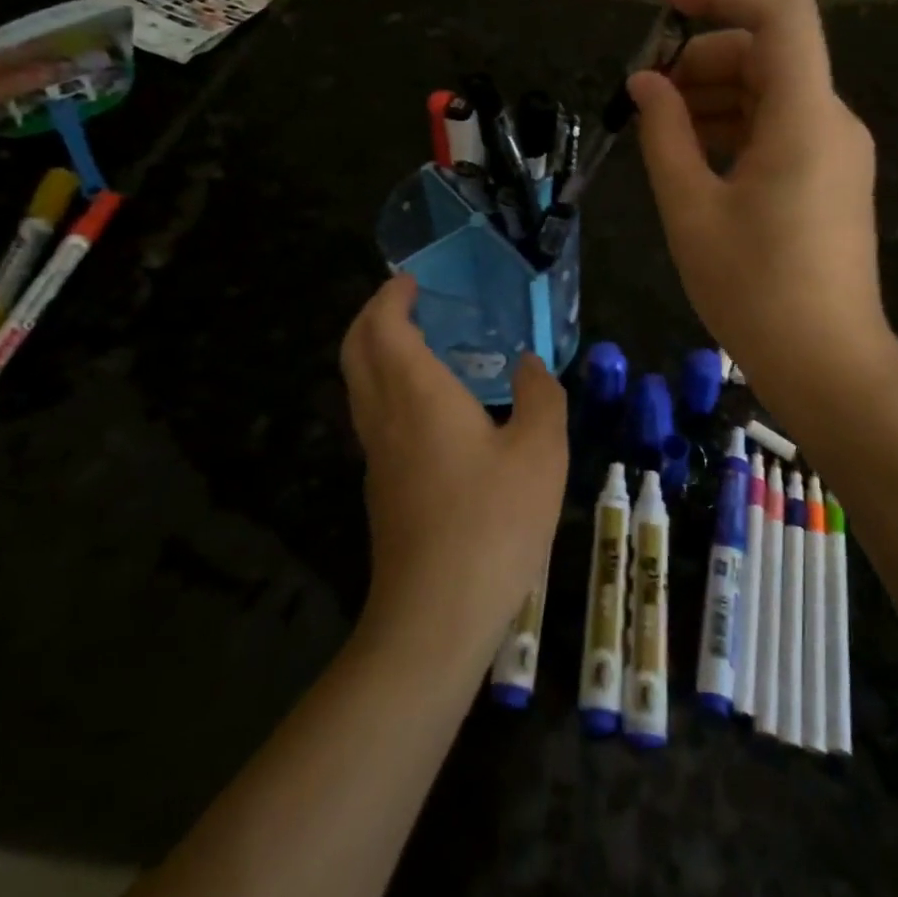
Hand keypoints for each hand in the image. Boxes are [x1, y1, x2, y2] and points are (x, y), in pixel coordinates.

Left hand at [339, 276, 568, 660]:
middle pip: (357, 350)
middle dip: (373, 317)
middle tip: (406, 302)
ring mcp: (377, 456)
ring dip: (377, 352)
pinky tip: (430, 406)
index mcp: (417, 394)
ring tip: (421, 344)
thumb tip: (530, 365)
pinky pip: (374, 416)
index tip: (411, 280)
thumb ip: (539, 397)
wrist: (435, 616)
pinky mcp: (382, 488)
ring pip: (360, 386)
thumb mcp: (540, 451)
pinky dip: (388, 387)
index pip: (383, 327)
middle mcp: (385, 417)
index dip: (391, 297)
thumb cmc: (492, 522)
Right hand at [630, 0, 890, 406]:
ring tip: (660, 126)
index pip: (781, 11)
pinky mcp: (831, 176)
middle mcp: (831, 119)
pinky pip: (782, 125)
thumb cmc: (753, 289)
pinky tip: (694, 153)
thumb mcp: (691, 209)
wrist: (827, 363)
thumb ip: (664, 134)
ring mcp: (837, 149)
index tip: (664, 4)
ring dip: (716, 91)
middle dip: (703, 55)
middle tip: (646, 93)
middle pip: (770, 51)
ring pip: (774, 89)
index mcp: (804, 117)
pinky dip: (737, 124)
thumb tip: (646, 84)